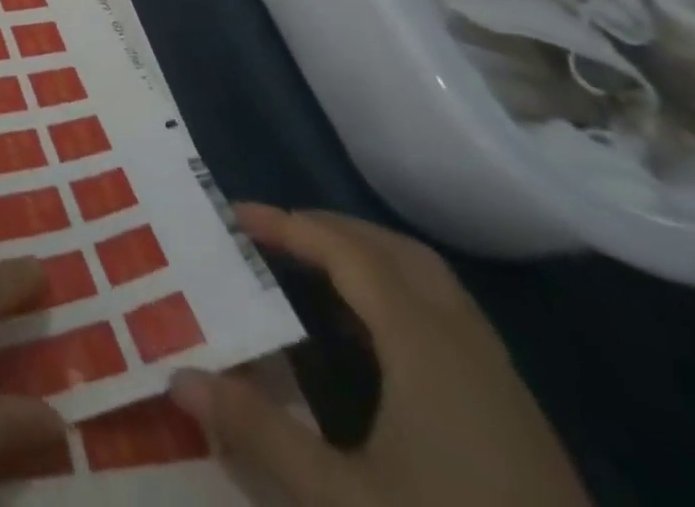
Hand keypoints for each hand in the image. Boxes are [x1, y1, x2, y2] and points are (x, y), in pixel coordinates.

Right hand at [171, 205, 591, 506]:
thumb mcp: (345, 501)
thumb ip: (260, 432)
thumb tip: (178, 378)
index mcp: (426, 346)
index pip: (349, 252)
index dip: (290, 225)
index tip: (236, 217)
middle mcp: (466, 344)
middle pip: (395, 251)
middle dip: (331, 229)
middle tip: (274, 234)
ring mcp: (500, 380)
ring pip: (429, 281)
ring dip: (368, 258)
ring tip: (313, 271)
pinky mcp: (516, 416)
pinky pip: (448, 317)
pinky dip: (398, 295)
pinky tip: (371, 339)